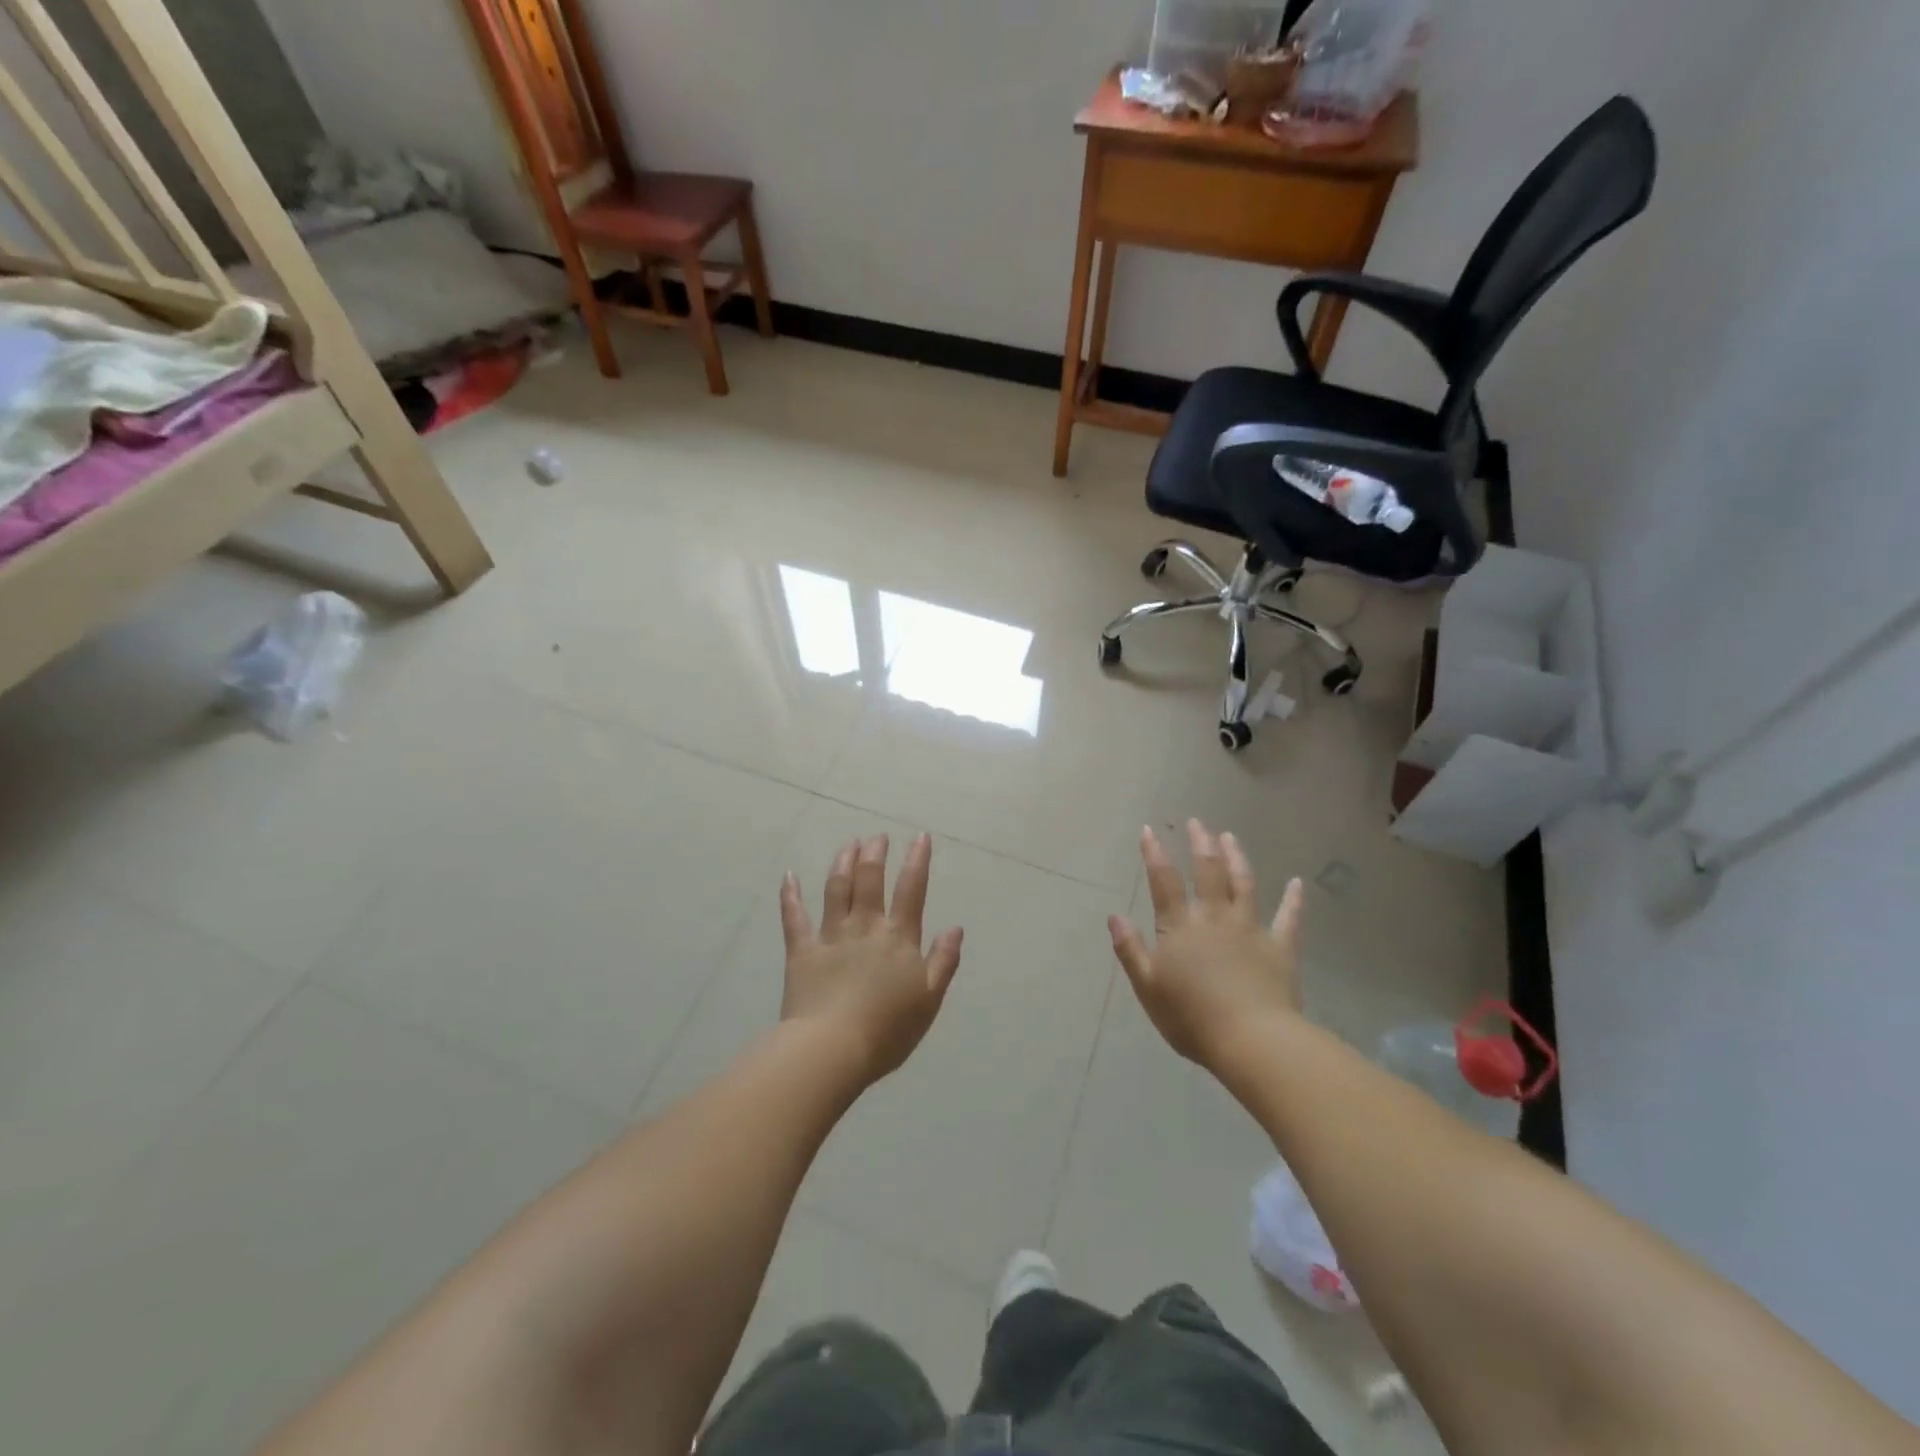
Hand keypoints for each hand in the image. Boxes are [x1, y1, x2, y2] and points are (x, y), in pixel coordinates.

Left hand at [779, 833, 963, 1082]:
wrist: (832, 1048)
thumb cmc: (887, 1030)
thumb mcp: (929, 999)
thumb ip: (943, 961)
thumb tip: (956, 927)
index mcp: (898, 938)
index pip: (911, 890)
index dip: (917, 861)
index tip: (920, 837)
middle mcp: (865, 927)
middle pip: (870, 880)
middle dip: (875, 854)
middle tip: (877, 836)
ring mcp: (831, 936)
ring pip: (836, 889)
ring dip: (843, 862)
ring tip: (849, 843)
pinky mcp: (802, 951)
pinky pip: (794, 917)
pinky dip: (790, 895)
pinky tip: (788, 876)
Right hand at [1108, 820, 1304, 1069]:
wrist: (1251, 1040)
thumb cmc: (1191, 1018)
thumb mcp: (1148, 987)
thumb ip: (1131, 949)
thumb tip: (1114, 915)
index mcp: (1180, 927)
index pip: (1163, 882)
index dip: (1154, 854)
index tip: (1149, 830)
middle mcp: (1214, 918)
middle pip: (1207, 872)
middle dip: (1200, 844)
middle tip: (1197, 822)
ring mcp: (1250, 930)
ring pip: (1243, 884)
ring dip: (1236, 858)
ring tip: (1230, 837)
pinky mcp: (1280, 948)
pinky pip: (1288, 919)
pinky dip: (1293, 900)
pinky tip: (1297, 883)